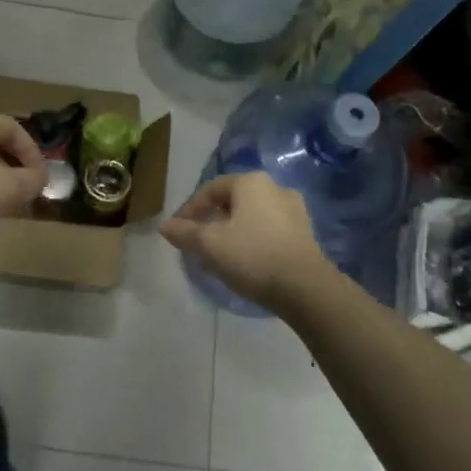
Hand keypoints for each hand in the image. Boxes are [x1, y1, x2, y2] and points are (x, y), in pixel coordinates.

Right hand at [160, 172, 331, 311]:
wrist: (305, 287)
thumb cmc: (253, 256)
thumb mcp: (209, 245)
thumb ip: (184, 233)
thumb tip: (164, 225)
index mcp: (251, 182)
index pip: (211, 189)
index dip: (190, 209)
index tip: (179, 232)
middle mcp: (275, 188)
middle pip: (232, 202)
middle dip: (212, 221)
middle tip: (197, 244)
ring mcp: (294, 210)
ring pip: (251, 217)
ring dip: (232, 232)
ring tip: (219, 256)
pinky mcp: (305, 233)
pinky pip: (269, 231)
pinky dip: (252, 241)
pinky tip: (245, 263)